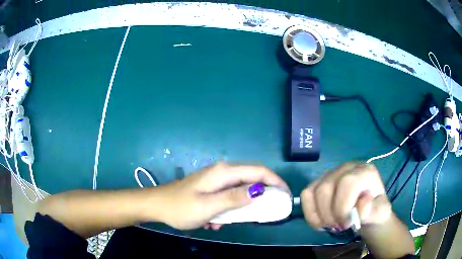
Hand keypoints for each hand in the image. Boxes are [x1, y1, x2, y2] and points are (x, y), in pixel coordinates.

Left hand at [155, 163, 288, 229]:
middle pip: (250, 181)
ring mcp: (215, 181)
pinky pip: (227, 198)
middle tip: (263, 214)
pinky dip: (226, 210)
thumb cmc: (181, 207)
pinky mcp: (210, 189)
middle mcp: (221, 173)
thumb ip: (234, 198)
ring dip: (238, 209)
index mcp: (223, 173)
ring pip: (238, 192)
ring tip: (226, 222)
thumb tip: (259, 191)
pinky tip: (213, 222)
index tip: (285, 195)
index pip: (258, 171)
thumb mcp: (209, 206)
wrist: (156, 206)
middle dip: (258, 198)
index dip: (275, 181)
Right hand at [301, 163, 391, 229]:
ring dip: (319, 215)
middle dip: (329, 214)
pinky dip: (310, 213)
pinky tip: (320, 221)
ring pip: (313, 191)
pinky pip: (306, 195)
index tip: (346, 224)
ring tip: (330, 225)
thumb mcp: (380, 213)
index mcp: (364, 171)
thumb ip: (374, 210)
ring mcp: (331, 174)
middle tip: (338, 227)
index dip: (343, 206)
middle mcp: (346, 168)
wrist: (369, 211)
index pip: (347, 183)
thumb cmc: (375, 211)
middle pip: (326, 188)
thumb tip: (361, 204)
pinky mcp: (320, 183)